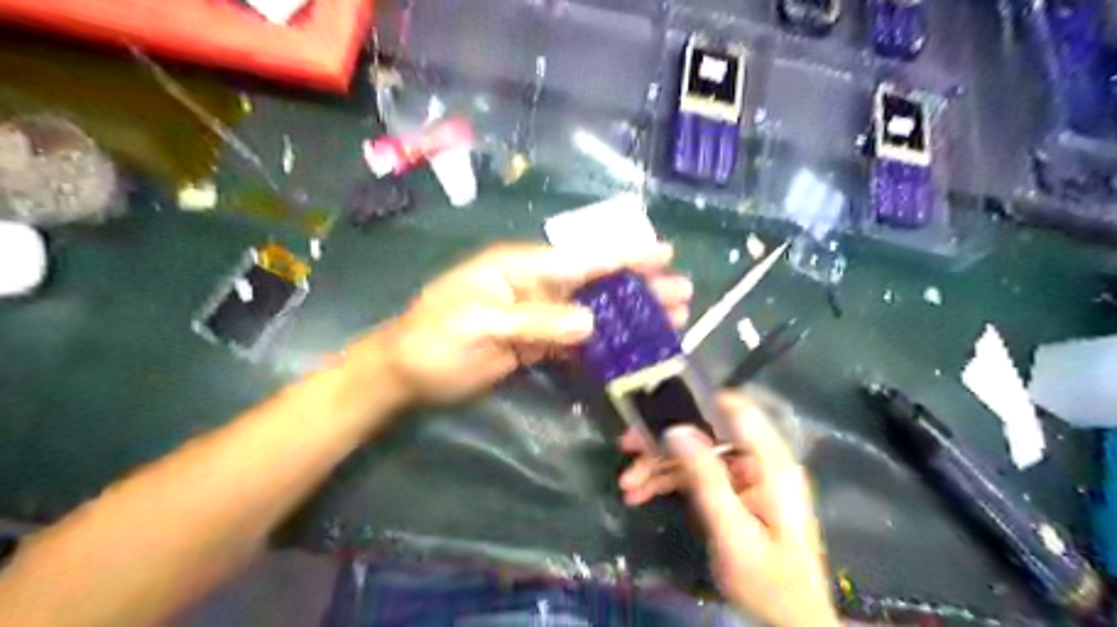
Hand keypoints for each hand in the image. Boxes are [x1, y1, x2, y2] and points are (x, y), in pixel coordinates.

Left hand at [376, 242, 689, 402]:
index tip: (662, 253)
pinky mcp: (533, 344)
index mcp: (517, 268)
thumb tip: (590, 322)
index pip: (579, 259)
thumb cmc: (432, 342)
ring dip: (628, 315)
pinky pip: (576, 340)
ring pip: (591, 311)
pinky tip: (630, 349)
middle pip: (593, 282)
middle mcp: (532, 285)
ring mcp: (535, 316)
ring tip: (670, 319)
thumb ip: (534, 321)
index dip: (622, 256)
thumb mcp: (477, 327)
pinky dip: (603, 343)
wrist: (404, 375)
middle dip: (637, 285)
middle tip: (682, 292)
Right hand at [620, 392, 836, 625]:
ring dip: (659, 466)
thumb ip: (707, 478)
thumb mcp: (733, 532)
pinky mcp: (733, 492)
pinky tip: (640, 493)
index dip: (698, 401)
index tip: (658, 404)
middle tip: (626, 446)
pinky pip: (696, 476)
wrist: (788, 622)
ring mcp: (745, 476)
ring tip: (627, 484)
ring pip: (695, 455)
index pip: (737, 410)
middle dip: (664, 441)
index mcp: (771, 463)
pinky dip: (668, 482)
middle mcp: (758, 461)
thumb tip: (677, 430)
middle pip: (706, 434)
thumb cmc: (768, 581)